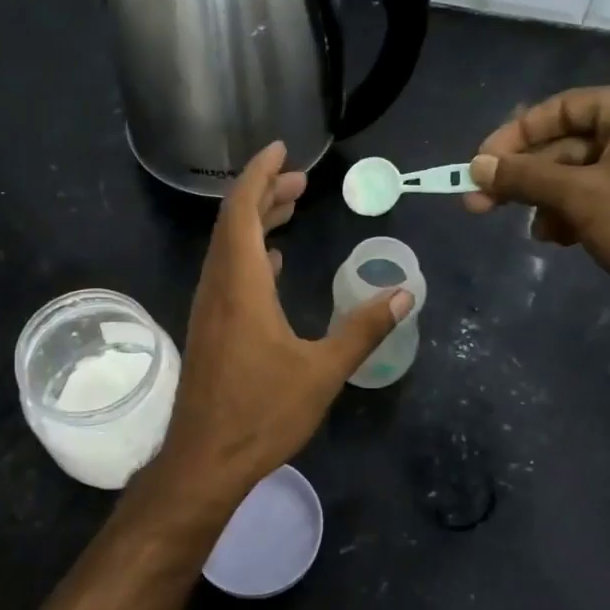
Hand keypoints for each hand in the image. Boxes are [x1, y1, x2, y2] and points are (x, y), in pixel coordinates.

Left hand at [156, 142, 410, 507]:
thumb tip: (405, 293)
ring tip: (290, 209)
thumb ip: (362, 329)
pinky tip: (272, 265)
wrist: (205, 460)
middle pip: (234, 223)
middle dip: (264, 193)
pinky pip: (227, 274)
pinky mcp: (209, 330)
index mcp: (240, 285)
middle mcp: (217, 287)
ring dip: (256, 223)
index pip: (243, 211)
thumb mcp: (322, 371)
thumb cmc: (262, 413)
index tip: (280, 148)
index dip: (259, 174)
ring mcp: (208, 309)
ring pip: (228, 249)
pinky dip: (250, 256)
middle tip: (300, 180)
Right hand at [464, 85, 609, 310]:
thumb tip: (476, 166)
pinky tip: (562, 239)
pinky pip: (602, 195)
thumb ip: (524, 177)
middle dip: (526, 178)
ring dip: (549, 201)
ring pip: (581, 175)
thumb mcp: (580, 197)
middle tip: (480, 205)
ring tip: (538, 233)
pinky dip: (576, 213)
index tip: (478, 167)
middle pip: (567, 144)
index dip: (513, 137)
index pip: (559, 109)